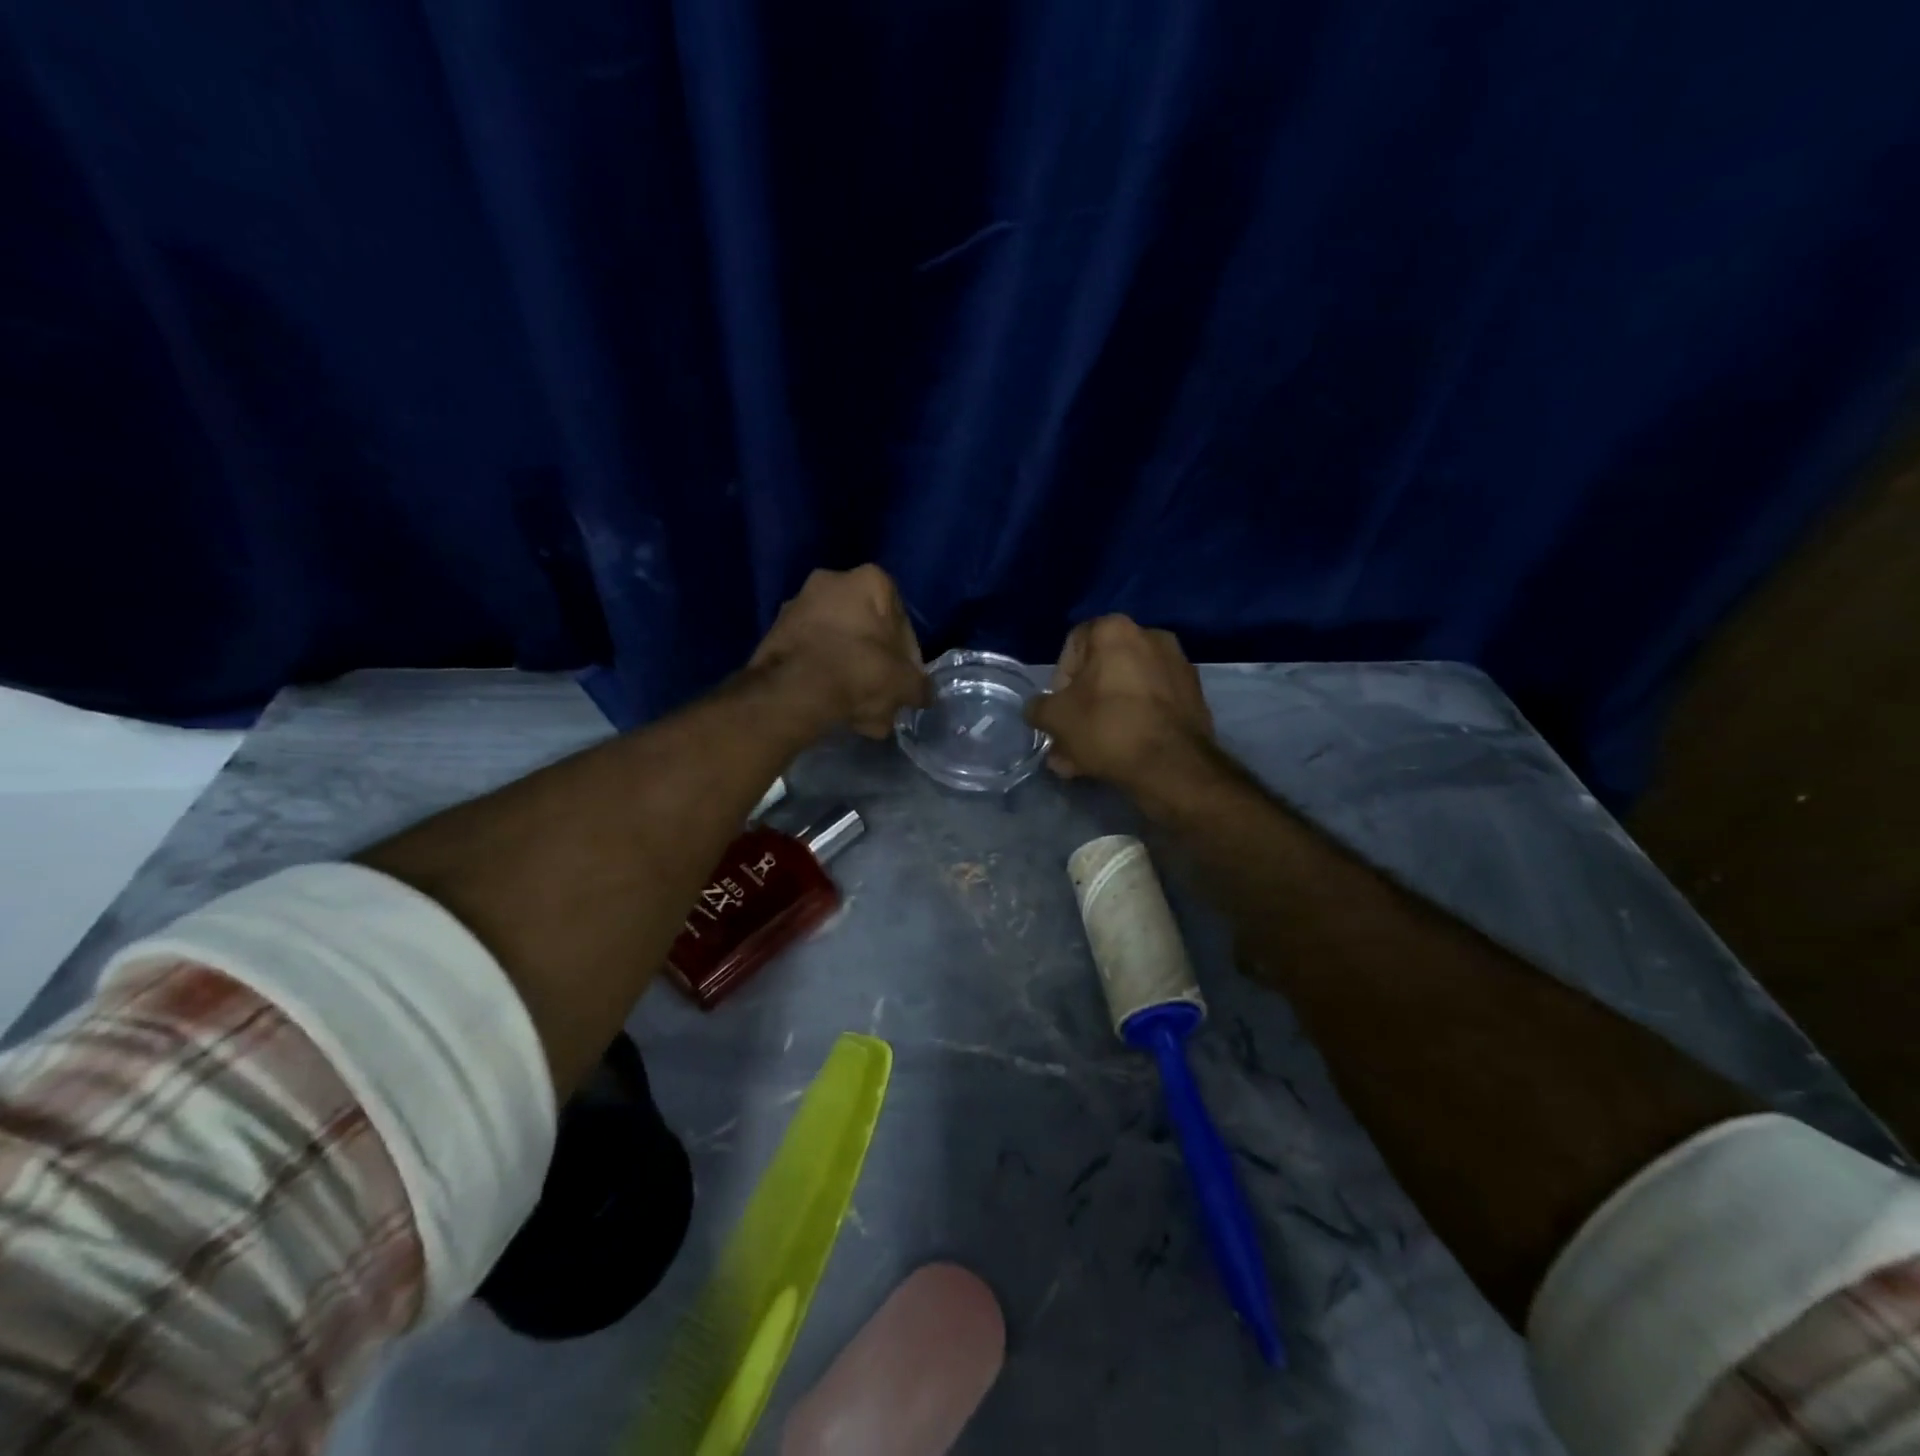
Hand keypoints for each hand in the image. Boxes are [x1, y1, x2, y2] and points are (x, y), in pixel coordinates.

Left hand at [750, 565, 929, 738]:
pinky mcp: (775, 631)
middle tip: (883, 697)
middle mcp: (832, 580)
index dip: (908, 659)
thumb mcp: (905, 684)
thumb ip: (919, 686)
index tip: (906, 685)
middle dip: (875, 665)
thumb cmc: (860, 671)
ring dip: (849, 673)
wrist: (794, 690)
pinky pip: (812, 655)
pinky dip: (824, 676)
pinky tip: (834, 707)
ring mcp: (798, 604)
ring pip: (838, 644)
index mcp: (871, 580)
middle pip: (866, 631)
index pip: (902, 623)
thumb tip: (922, 695)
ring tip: (859, 712)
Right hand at [1025, 615, 1212, 784]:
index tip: (1059, 709)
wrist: (1172, 764)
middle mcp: (1151, 637)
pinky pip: (1151, 707)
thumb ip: (1039, 708)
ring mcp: (1177, 667)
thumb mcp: (1054, 718)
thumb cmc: (1106, 727)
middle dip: (1082, 706)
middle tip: (1070, 739)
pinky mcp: (1194, 697)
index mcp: (1115, 629)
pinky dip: (1133, 725)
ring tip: (1089, 757)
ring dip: (1104, 720)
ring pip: (1126, 693)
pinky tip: (1119, 757)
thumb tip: (1040, 710)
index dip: (1059, 679)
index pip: (1073, 644)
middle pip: (1102, 672)